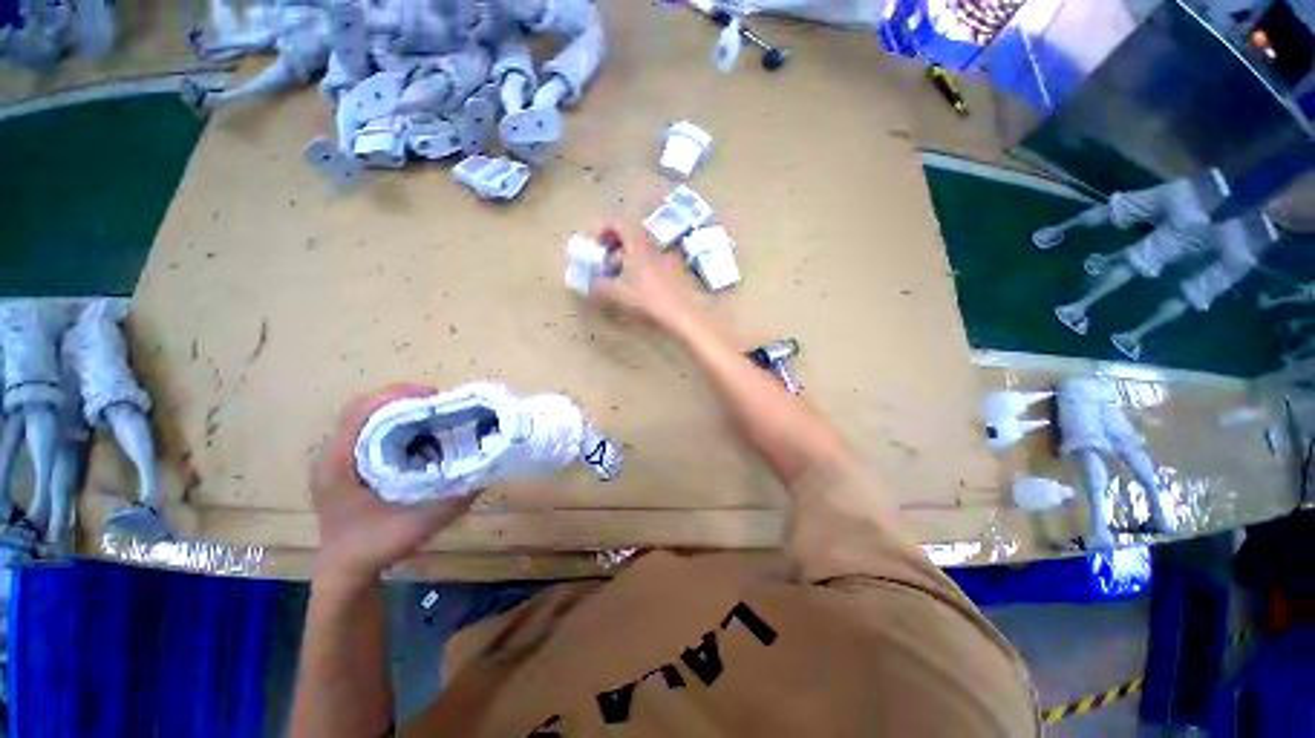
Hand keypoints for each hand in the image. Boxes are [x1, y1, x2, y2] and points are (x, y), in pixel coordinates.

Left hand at [310, 384, 474, 583]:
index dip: (398, 395)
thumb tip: (488, 470)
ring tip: (435, 421)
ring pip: (368, 419)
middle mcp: (334, 455)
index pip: (361, 411)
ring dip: (402, 414)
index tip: (435, 397)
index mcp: (340, 463)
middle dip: (404, 400)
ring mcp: (338, 460)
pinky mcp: (347, 466)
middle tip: (441, 407)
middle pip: (364, 408)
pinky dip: (397, 428)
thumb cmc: (375, 548)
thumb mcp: (419, 525)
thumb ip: (454, 499)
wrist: (344, 572)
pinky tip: (421, 443)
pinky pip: (371, 433)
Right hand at [588, 224, 699, 332]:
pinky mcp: (676, 273)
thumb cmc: (649, 301)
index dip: (602, 229)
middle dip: (614, 247)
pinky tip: (642, 291)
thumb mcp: (617, 295)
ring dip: (628, 260)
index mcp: (638, 246)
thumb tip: (590, 285)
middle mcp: (653, 247)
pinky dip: (642, 270)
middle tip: (606, 265)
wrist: (685, 316)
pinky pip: (654, 263)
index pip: (617, 222)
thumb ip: (599, 287)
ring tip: (622, 281)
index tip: (597, 247)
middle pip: (630, 236)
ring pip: (643, 251)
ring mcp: (667, 259)